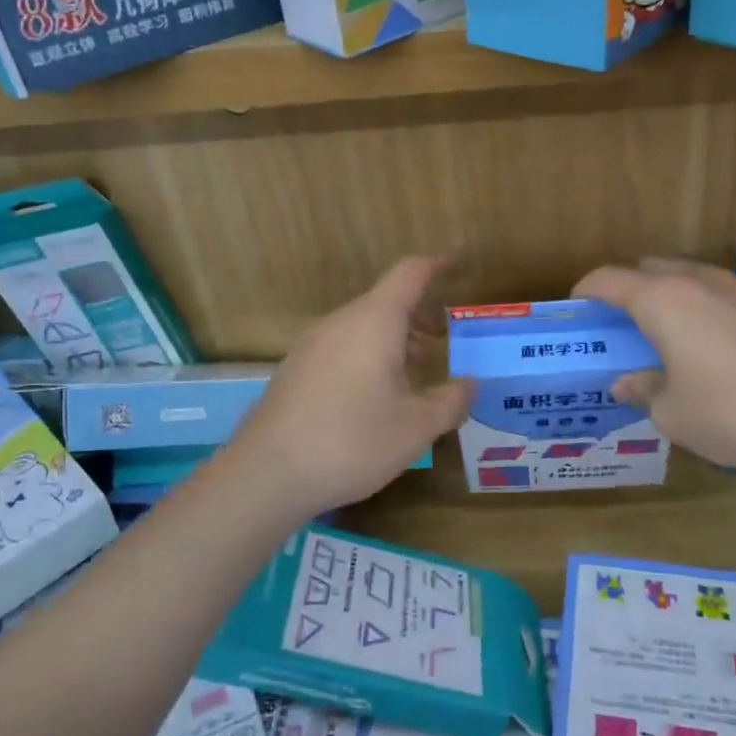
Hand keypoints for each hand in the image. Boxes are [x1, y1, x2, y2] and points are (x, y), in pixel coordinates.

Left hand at [224, 257, 471, 522]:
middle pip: (385, 302)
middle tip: (443, 339)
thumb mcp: (416, 428)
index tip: (453, 261)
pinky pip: (341, 346)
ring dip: (392, 338)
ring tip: (414, 369)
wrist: (267, 473)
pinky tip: (373, 395)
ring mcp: (311, 345)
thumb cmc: (352, 441)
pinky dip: (366, 354)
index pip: (408, 274)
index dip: (434, 265)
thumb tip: (469, 384)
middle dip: (417, 314)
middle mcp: (341, 322)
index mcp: (374, 322)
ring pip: (361, 326)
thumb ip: (450, 401)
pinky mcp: (295, 369)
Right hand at [572, 258, 735, 473]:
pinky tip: (723, 350)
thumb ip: (644, 391)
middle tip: (624, 326)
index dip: (586, 290)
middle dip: (630, 290)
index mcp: (663, 301)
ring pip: (692, 278)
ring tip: (674, 337)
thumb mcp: (674, 414)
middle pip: (650, 268)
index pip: (609, 279)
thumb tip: (627, 383)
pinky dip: (710, 311)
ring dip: (672, 298)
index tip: (577, 307)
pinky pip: (727, 296)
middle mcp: (700, 282)